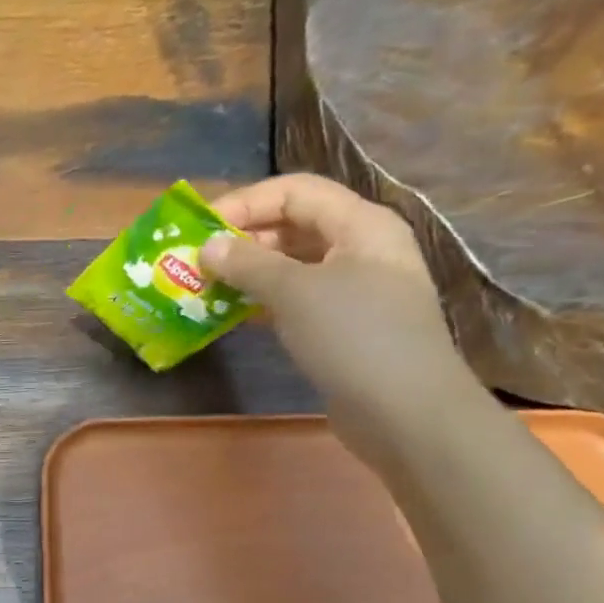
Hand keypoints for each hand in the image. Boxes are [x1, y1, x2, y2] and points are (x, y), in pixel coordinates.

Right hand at [199, 174, 477, 456]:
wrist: (404, 411)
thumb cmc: (354, 337)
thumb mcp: (297, 292)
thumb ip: (249, 264)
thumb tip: (208, 247)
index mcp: (361, 224)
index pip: (296, 191)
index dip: (246, 202)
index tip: (201, 228)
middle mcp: (361, 249)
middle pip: (295, 226)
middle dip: (245, 239)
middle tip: (198, 262)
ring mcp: (355, 291)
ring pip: (294, 266)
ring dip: (250, 273)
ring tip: (207, 288)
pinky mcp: (344, 328)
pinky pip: (297, 301)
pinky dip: (264, 303)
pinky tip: (233, 315)